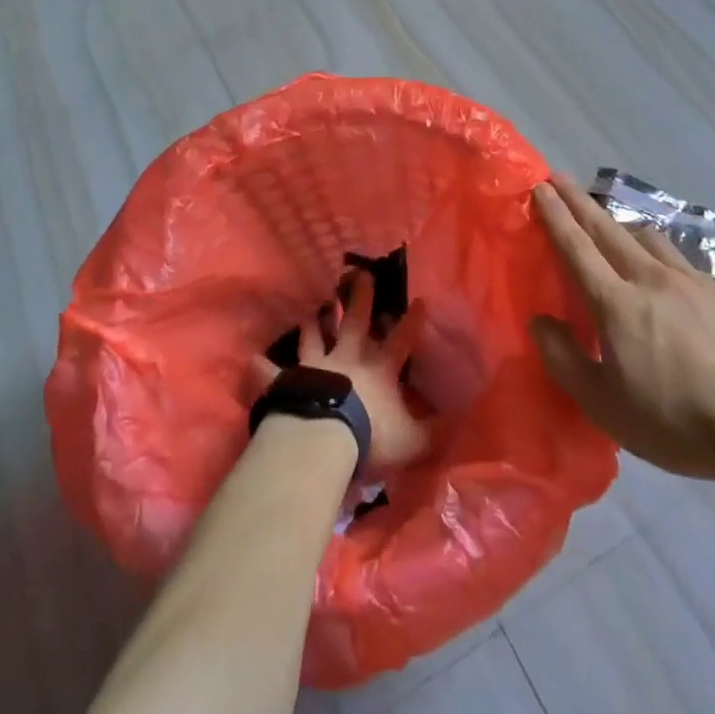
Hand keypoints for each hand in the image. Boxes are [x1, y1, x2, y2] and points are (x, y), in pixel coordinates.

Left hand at [254, 270, 430, 471]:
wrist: (324, 440)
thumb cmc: (371, 438)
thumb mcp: (413, 441)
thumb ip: (435, 431)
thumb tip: (462, 421)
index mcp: (379, 370)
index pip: (402, 340)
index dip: (412, 322)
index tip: (419, 300)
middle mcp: (348, 358)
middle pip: (355, 321)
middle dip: (360, 297)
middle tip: (359, 272)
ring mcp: (315, 365)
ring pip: (315, 336)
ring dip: (316, 322)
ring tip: (316, 307)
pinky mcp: (288, 381)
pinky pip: (272, 373)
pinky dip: (263, 367)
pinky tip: (252, 358)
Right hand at [529, 177, 714, 492]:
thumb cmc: (678, 422)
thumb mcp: (606, 407)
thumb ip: (564, 360)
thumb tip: (540, 322)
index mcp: (617, 303)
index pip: (576, 247)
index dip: (555, 214)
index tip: (540, 185)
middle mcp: (650, 278)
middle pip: (607, 228)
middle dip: (579, 200)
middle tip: (559, 178)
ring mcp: (691, 281)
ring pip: (647, 237)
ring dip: (620, 224)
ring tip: (611, 227)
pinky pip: (678, 260)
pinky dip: (657, 254)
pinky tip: (664, 276)